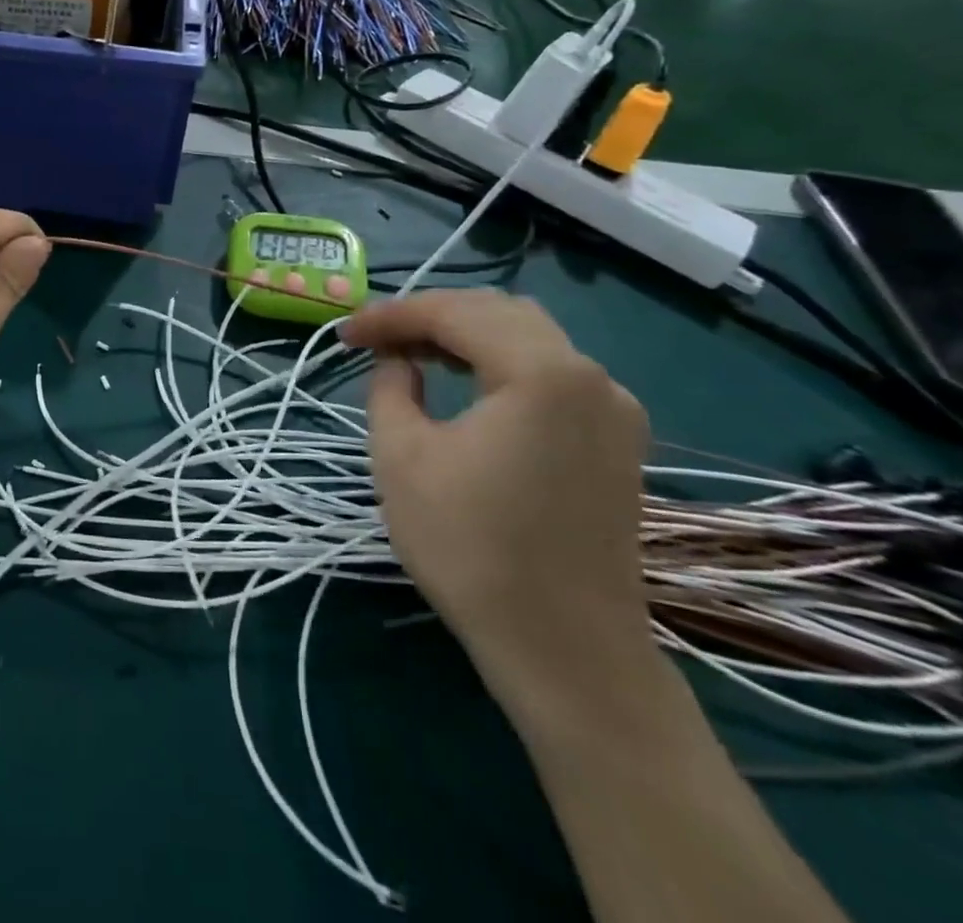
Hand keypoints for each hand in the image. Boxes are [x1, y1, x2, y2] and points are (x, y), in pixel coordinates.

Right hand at [342, 291, 653, 693]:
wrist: (565, 650)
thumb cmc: (470, 547)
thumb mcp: (401, 455)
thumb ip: (390, 386)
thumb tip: (397, 361)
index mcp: (542, 372)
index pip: (454, 313)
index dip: (390, 316)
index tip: (344, 334)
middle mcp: (590, 376)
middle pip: (498, 312)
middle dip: (430, 316)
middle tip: (377, 340)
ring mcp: (613, 409)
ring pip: (529, 337)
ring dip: (466, 335)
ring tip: (413, 354)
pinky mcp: (618, 441)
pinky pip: (552, 373)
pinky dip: (500, 364)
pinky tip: (466, 384)